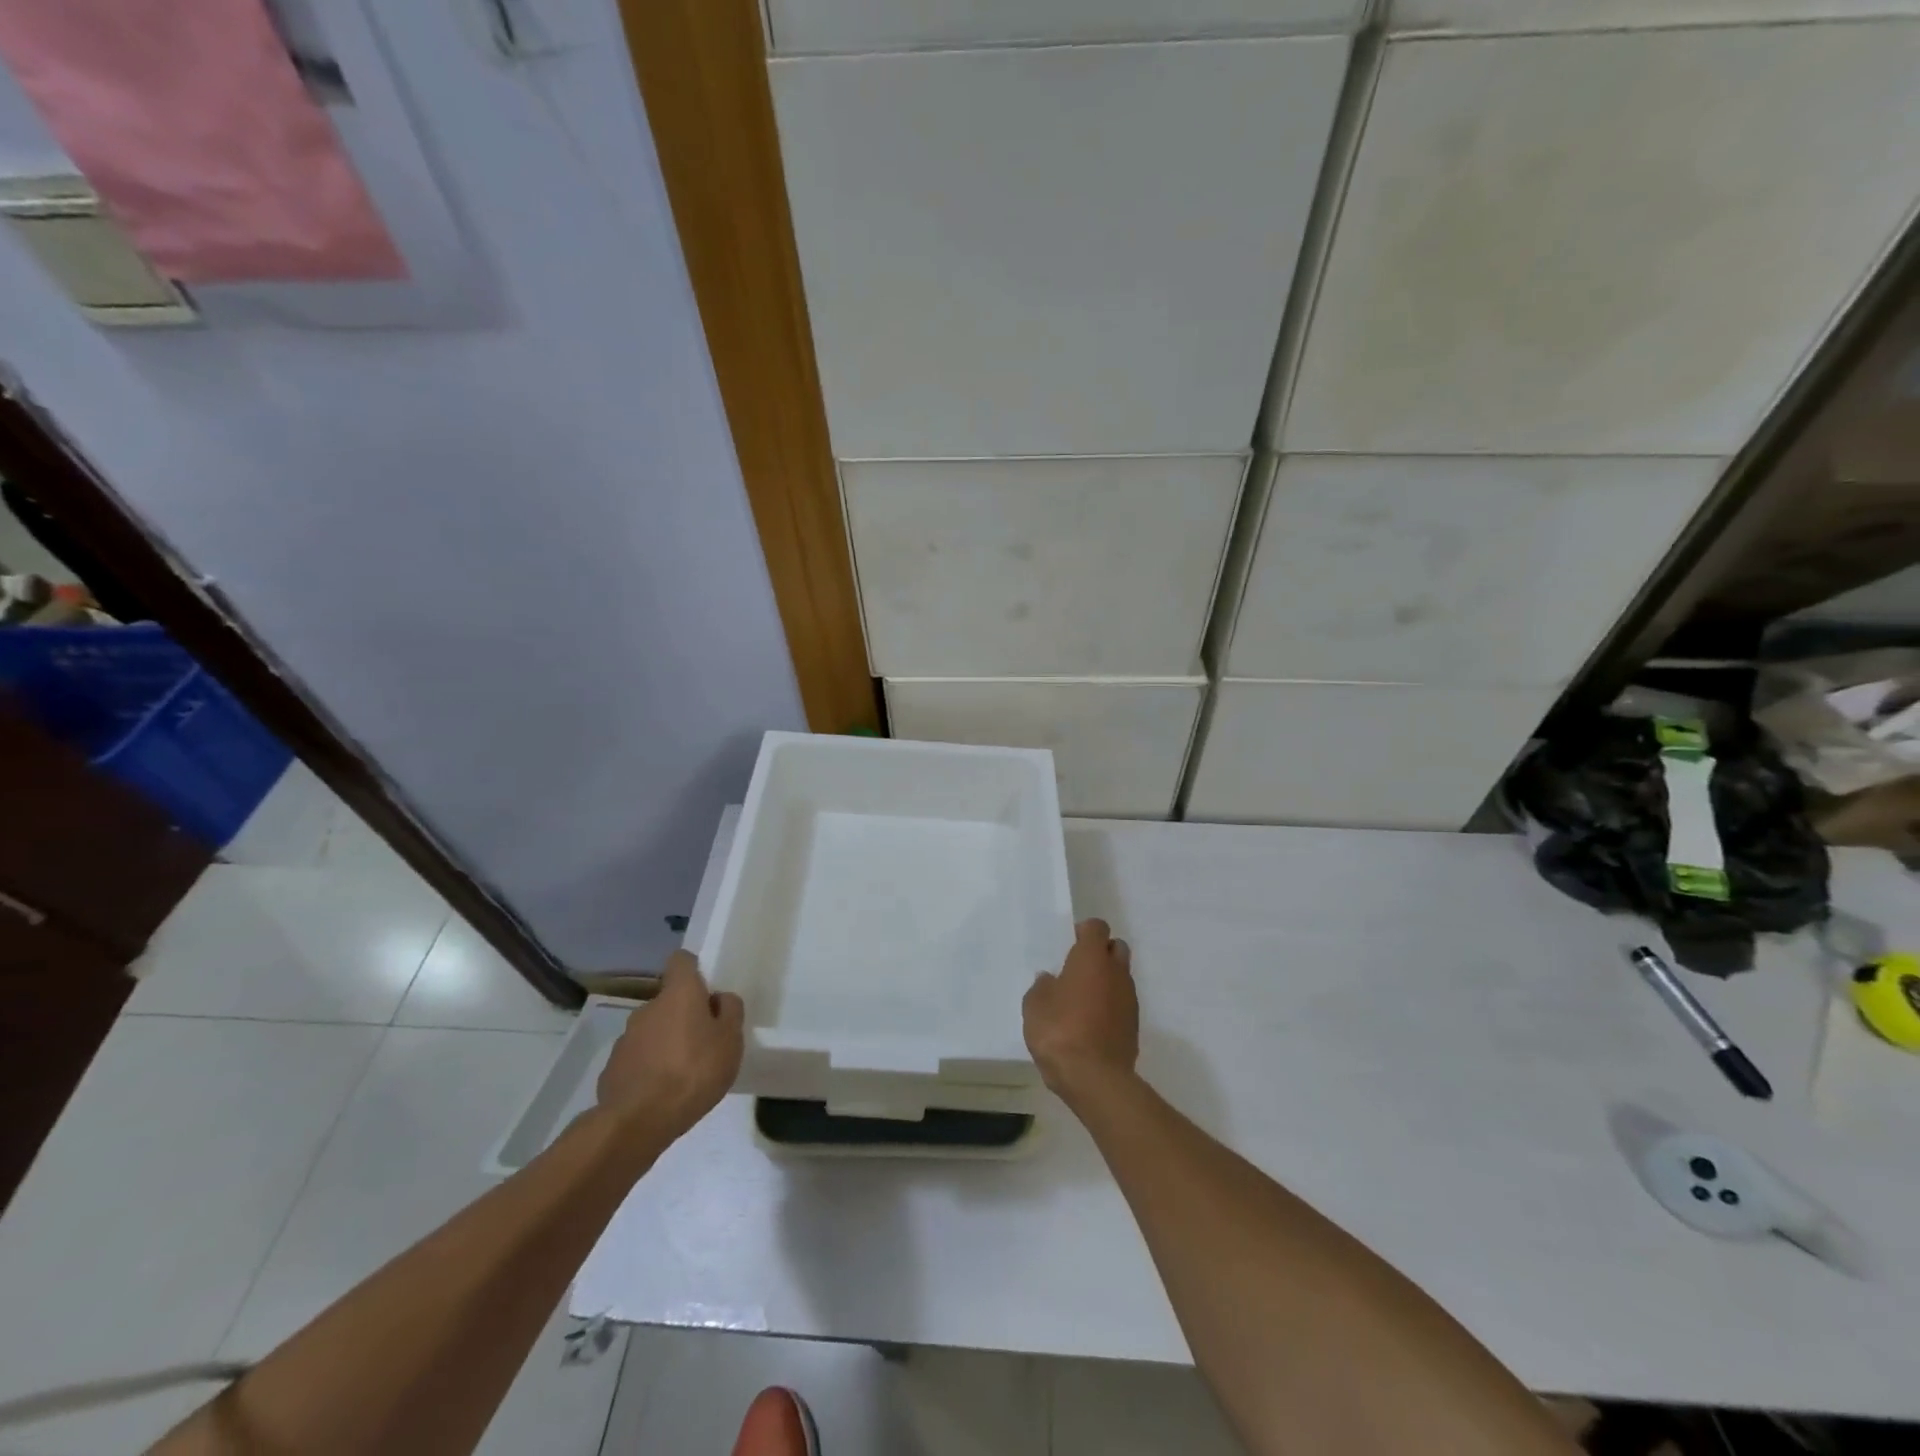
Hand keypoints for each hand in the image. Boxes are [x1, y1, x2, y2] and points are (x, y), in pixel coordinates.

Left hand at [596, 950, 743, 1142]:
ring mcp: (626, 1038)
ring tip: (683, 1072)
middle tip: (704, 1041)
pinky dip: (649, 1067)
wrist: (638, 1121)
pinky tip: (661, 1091)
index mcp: (679, 994)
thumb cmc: (694, 1071)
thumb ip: (730, 1011)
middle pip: (669, 1000)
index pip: (681, 961)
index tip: (706, 989)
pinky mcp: (613, 1067)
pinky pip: (638, 1058)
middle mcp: (648, 1007)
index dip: (693, 969)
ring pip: (652, 1030)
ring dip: (666, 1042)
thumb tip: (719, 999)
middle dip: (684, 1015)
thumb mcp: (730, 1040)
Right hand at [1023, 918, 1137, 1104]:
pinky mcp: (1134, 1025)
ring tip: (1082, 999)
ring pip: (1121, 976)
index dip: (1084, 931)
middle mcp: (1116, 972)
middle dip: (1101, 952)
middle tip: (1077, 969)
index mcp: (1092, 958)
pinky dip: (1110, 1005)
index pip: (1097, 927)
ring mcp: (1129, 999)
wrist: (1094, 1078)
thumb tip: (1050, 980)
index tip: (1069, 944)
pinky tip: (1091, 1023)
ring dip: (1106, 980)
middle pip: (1116, 948)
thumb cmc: (1059, 1031)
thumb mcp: (1035, 1005)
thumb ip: (1042, 987)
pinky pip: (1122, 1003)